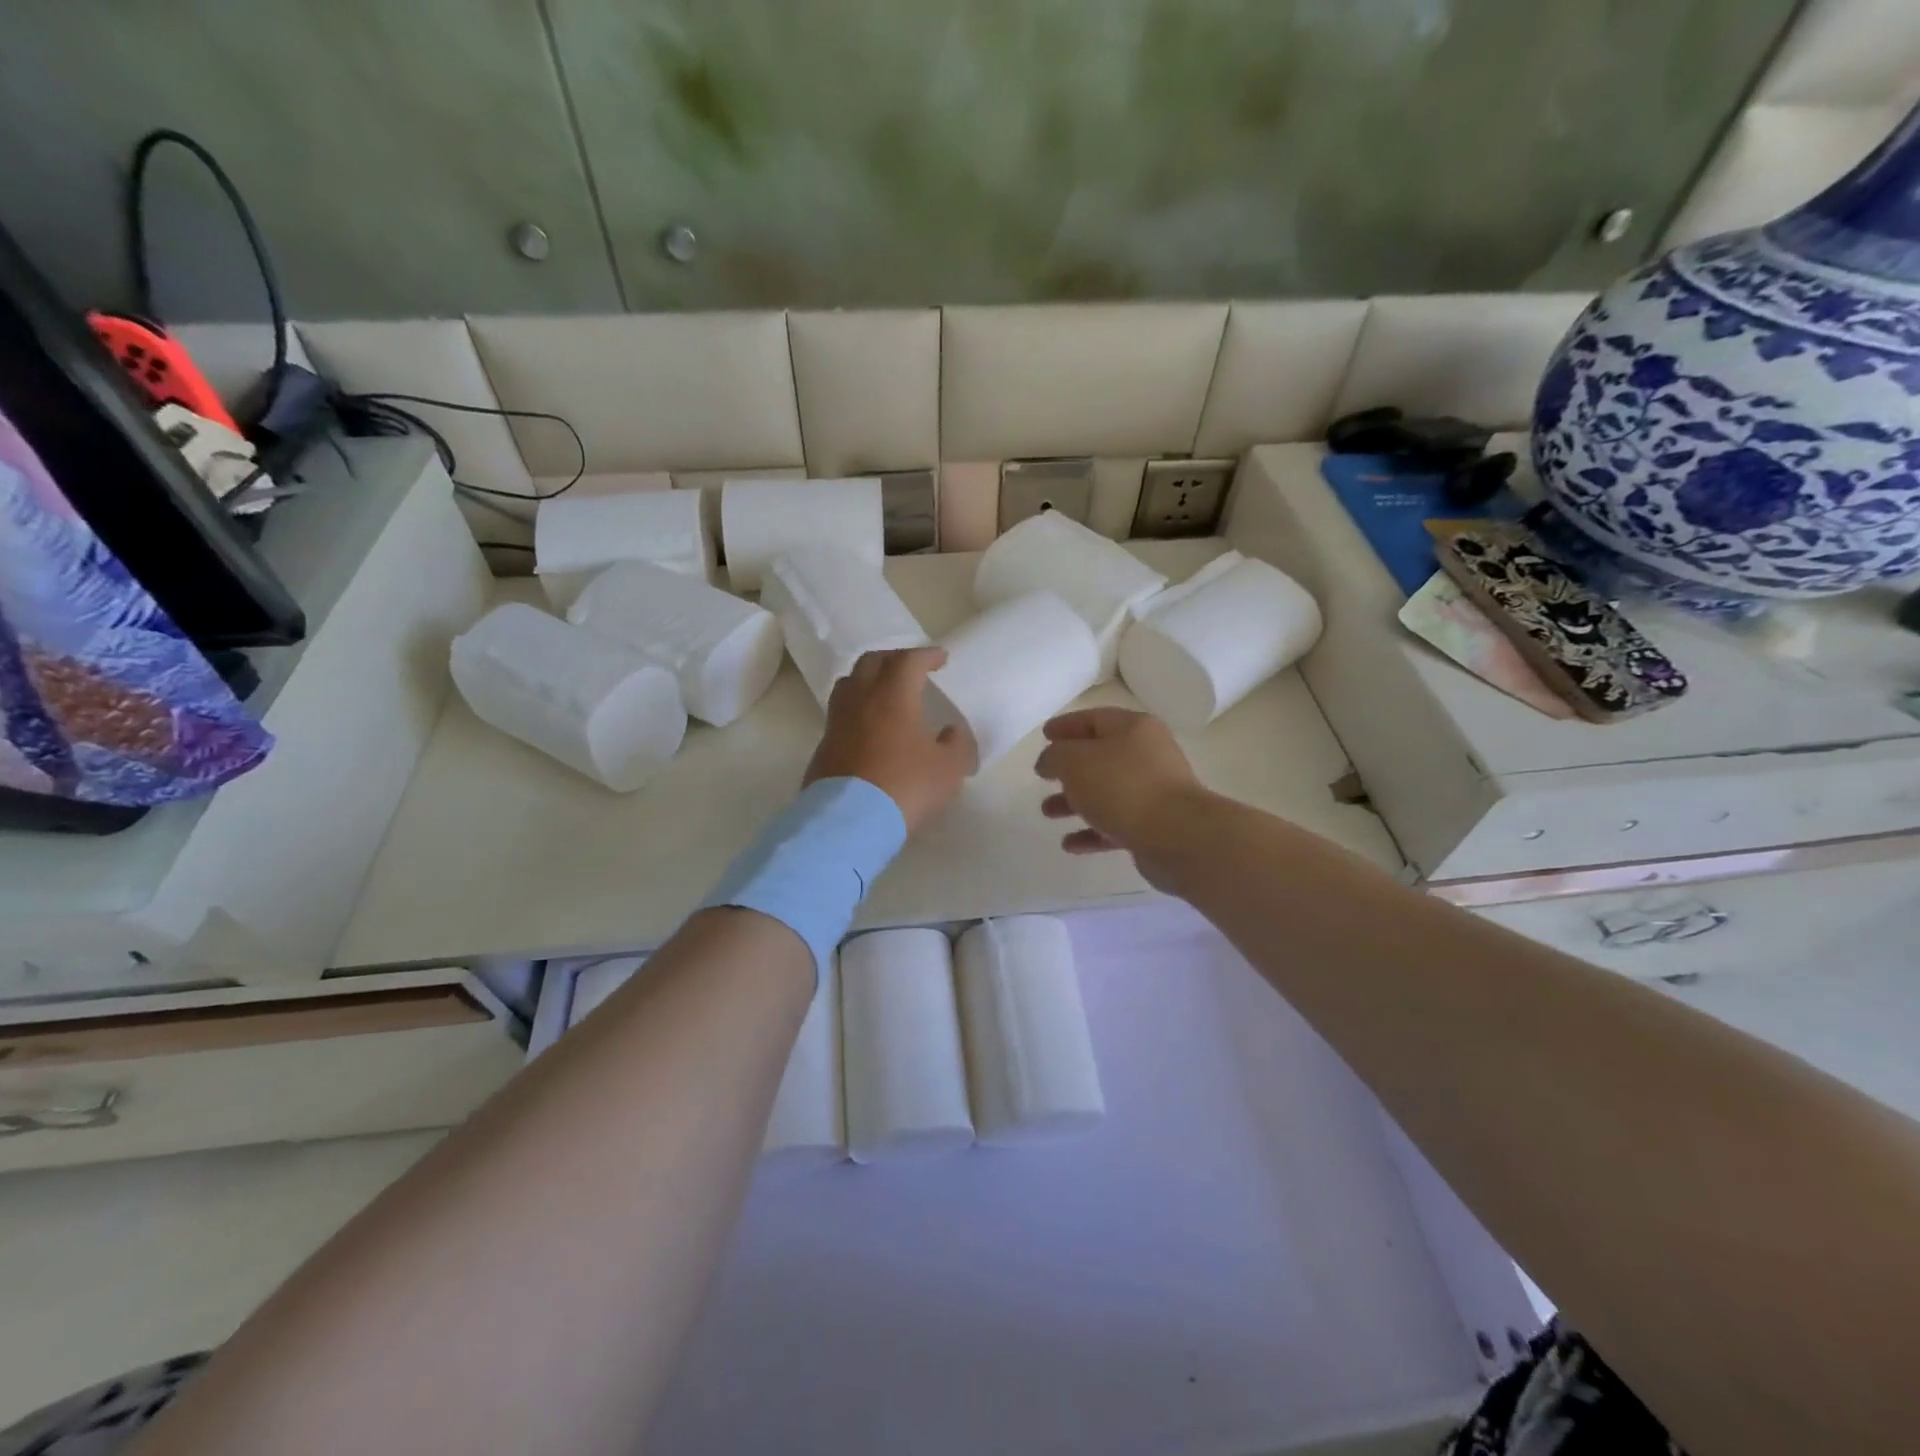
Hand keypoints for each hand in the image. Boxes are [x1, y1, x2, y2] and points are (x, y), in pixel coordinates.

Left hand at [805, 648, 972, 834]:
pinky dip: (856, 708)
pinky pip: (840, 713)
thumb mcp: (949, 769)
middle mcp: (861, 699)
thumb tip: (952, 732)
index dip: (927, 655)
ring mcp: (837, 722)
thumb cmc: (905, 786)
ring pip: (849, 683)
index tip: (940, 659)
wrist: (849, 821)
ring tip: (883, 690)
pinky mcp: (823, 745)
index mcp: (893, 695)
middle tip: (911, 668)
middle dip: (894, 659)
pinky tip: (867, 726)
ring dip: (868, 679)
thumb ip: (957, 744)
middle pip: (872, 662)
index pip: (909, 661)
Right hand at [1034, 708, 1206, 886]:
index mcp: (1133, 729)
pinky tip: (1070, 845)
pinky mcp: (1155, 825)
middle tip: (1044, 776)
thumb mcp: (1075, 761)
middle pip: (1101, 756)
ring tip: (1047, 812)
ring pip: (1106, 792)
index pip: (1094, 719)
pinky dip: (1092, 832)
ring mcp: (1154, 791)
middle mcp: (1147, 755)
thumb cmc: (1122, 787)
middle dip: (1069, 768)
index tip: (1044, 735)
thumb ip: (1055, 756)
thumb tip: (1049, 761)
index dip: (1066, 725)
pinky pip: (1116, 824)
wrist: (1177, 836)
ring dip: (1075, 802)